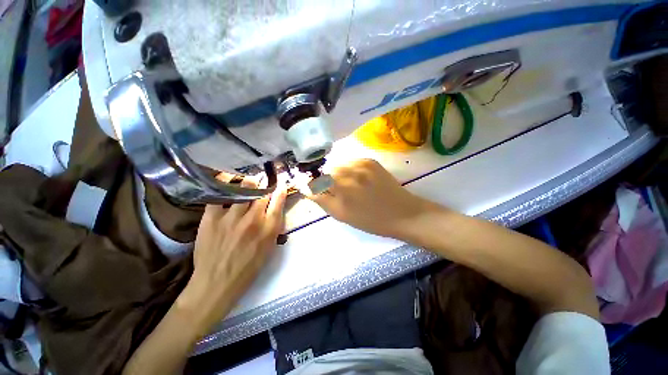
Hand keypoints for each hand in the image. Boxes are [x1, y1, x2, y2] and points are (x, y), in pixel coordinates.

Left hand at [179, 184, 286, 334]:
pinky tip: (228, 185)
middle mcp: (252, 220)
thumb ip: (274, 227)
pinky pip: (219, 196)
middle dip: (265, 184)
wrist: (216, 282)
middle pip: (262, 193)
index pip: (278, 202)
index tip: (280, 184)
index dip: (280, 190)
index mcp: (268, 229)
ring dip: (249, 184)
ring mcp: (231, 218)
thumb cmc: (248, 268)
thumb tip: (275, 209)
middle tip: (263, 181)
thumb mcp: (269, 248)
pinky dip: (225, 188)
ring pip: (244, 189)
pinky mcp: (211, 218)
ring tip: (249, 182)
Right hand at [309, 159, 435, 238]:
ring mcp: (361, 164)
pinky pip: (351, 162)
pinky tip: (359, 179)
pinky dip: (350, 169)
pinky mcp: (370, 161)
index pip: (316, 180)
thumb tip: (307, 189)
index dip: (314, 185)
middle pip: (327, 171)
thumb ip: (322, 200)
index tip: (316, 189)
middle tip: (337, 191)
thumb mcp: (342, 215)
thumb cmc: (371, 220)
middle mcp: (349, 173)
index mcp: (341, 189)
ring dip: (338, 174)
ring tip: (349, 185)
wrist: (402, 213)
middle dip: (327, 180)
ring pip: (339, 165)